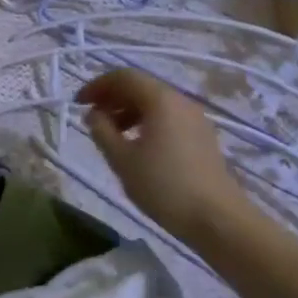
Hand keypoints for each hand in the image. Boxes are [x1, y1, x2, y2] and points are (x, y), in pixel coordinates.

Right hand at [75, 69, 265, 247]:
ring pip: (155, 103)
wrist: (219, 220)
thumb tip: (94, 114)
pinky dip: (147, 122)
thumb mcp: (122, 160)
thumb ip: (102, 131)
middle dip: (112, 98)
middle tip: (92, 117)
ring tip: (112, 134)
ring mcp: (195, 119)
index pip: (123, 77)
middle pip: (140, 87)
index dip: (97, 86)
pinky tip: (138, 147)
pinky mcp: (203, 138)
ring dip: (128, 111)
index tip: (78, 103)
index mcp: (160, 99)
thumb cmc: (165, 186)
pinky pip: (168, 118)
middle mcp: (180, 101)